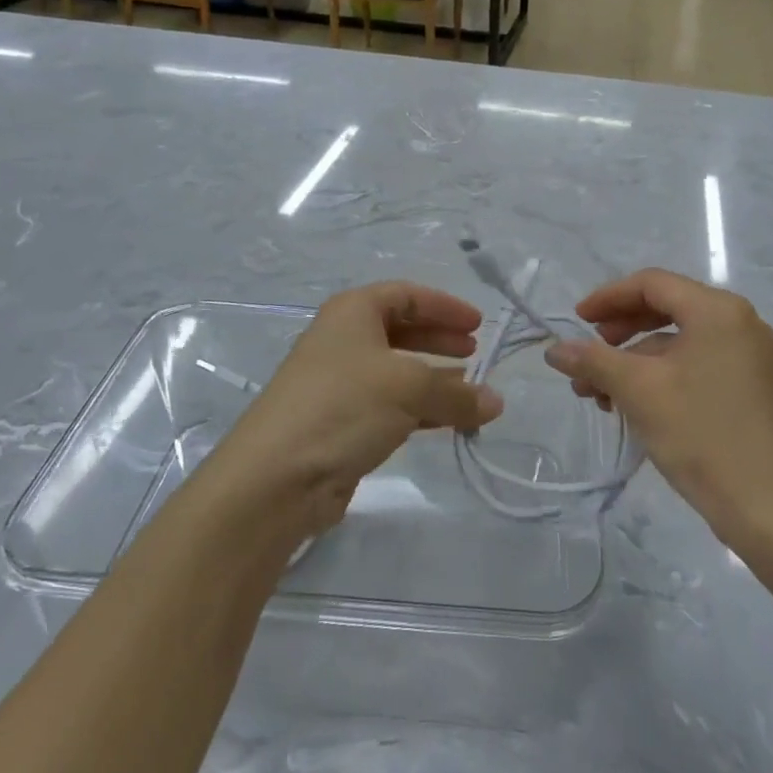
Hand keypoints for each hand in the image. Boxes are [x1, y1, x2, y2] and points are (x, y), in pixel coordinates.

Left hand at [207, 282, 502, 537]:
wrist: (276, 477)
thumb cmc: (344, 406)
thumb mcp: (409, 388)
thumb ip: (457, 393)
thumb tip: (495, 401)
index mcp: (353, 312)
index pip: (406, 295)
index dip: (444, 306)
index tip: (478, 325)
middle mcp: (344, 340)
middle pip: (401, 330)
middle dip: (439, 339)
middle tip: (474, 353)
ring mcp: (340, 384)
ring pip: (397, 371)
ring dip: (434, 379)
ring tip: (470, 392)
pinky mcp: (341, 423)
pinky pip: (390, 406)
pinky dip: (420, 409)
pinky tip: (447, 422)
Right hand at [544, 269, 772, 548]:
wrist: (771, 509)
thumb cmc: (702, 434)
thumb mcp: (638, 392)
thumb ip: (593, 361)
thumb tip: (554, 349)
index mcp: (717, 310)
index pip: (652, 284)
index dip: (608, 298)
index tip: (577, 321)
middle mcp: (738, 323)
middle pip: (666, 309)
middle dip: (619, 332)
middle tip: (588, 356)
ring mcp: (748, 357)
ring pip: (678, 342)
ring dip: (634, 361)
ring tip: (599, 394)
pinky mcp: (750, 388)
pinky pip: (695, 364)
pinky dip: (660, 377)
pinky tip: (633, 406)